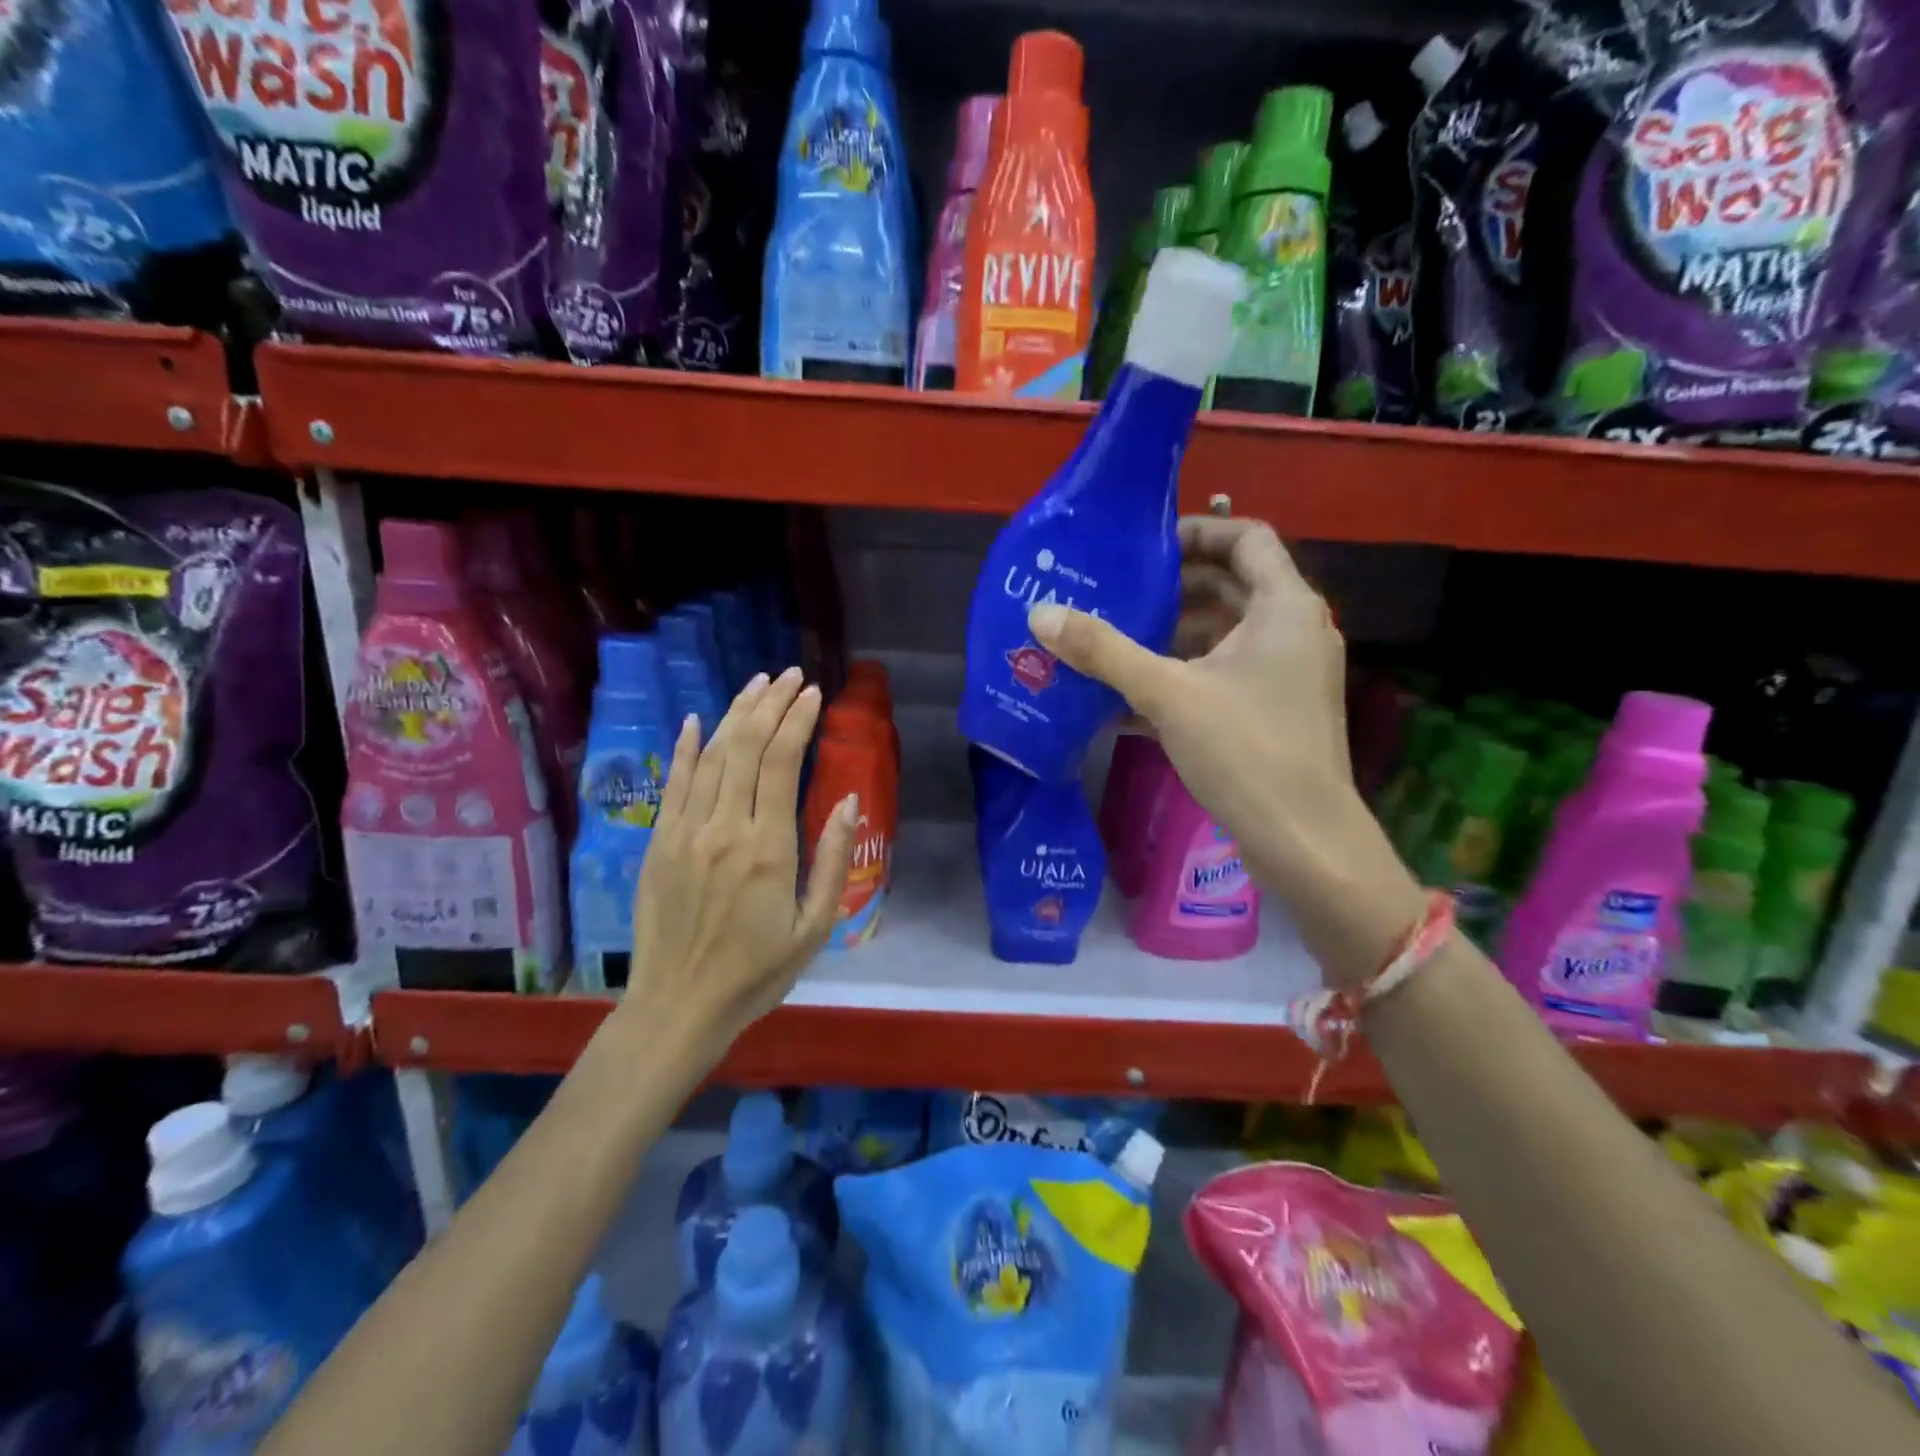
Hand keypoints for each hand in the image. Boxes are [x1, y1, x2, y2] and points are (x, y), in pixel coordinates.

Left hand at [620, 668, 857, 1062]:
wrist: (679, 1007)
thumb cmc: (757, 972)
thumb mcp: (814, 927)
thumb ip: (832, 861)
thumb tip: (847, 802)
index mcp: (767, 848)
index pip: (781, 763)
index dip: (798, 721)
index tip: (814, 694)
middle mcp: (723, 828)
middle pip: (745, 747)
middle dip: (770, 704)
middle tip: (790, 675)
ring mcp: (684, 832)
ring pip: (709, 756)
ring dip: (734, 714)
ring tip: (757, 684)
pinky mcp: (658, 843)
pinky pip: (672, 784)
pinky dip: (683, 748)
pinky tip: (693, 720)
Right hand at [1028, 517, 1422, 985]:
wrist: (1304, 841)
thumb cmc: (1246, 751)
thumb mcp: (1167, 693)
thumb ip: (1103, 651)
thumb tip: (1040, 615)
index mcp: (1285, 606)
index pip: (1246, 537)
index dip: (1196, 530)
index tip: (1144, 548)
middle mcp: (1294, 630)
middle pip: (1231, 585)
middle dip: (1172, 588)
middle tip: (1115, 592)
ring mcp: (1287, 674)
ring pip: (1224, 635)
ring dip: (1171, 635)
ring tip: (1113, 642)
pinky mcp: (1275, 712)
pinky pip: (1224, 675)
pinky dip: (1183, 675)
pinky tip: (1128, 698)